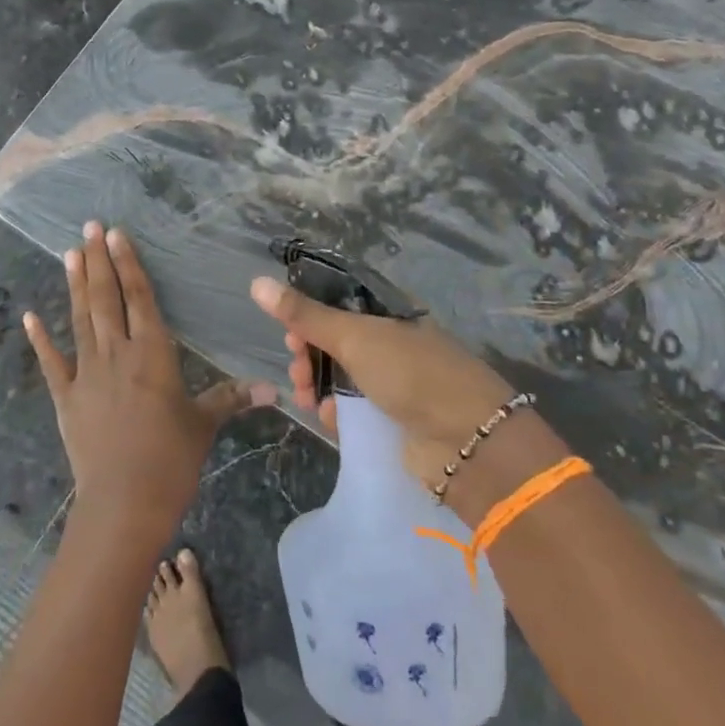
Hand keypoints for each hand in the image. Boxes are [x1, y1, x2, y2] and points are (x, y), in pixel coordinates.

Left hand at [26, 223, 272, 538]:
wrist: (125, 502)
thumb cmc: (171, 460)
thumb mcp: (204, 425)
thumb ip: (232, 399)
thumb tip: (273, 389)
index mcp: (153, 354)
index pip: (140, 298)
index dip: (129, 264)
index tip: (116, 235)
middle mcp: (117, 354)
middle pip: (106, 299)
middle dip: (99, 260)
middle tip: (90, 227)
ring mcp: (87, 373)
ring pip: (80, 320)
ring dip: (76, 285)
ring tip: (70, 253)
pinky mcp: (66, 397)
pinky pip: (52, 362)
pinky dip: (41, 339)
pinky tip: (31, 316)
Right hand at [249, 275, 568, 516]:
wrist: (468, 442)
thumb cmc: (411, 375)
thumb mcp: (354, 337)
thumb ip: (304, 314)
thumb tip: (256, 282)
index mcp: (390, 315)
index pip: (338, 305)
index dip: (309, 316)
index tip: (289, 333)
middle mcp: (392, 344)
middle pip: (335, 342)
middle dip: (308, 355)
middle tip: (296, 369)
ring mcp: (394, 382)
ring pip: (339, 377)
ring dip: (315, 385)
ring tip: (306, 399)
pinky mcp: (393, 418)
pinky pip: (353, 409)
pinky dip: (337, 412)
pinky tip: (330, 420)